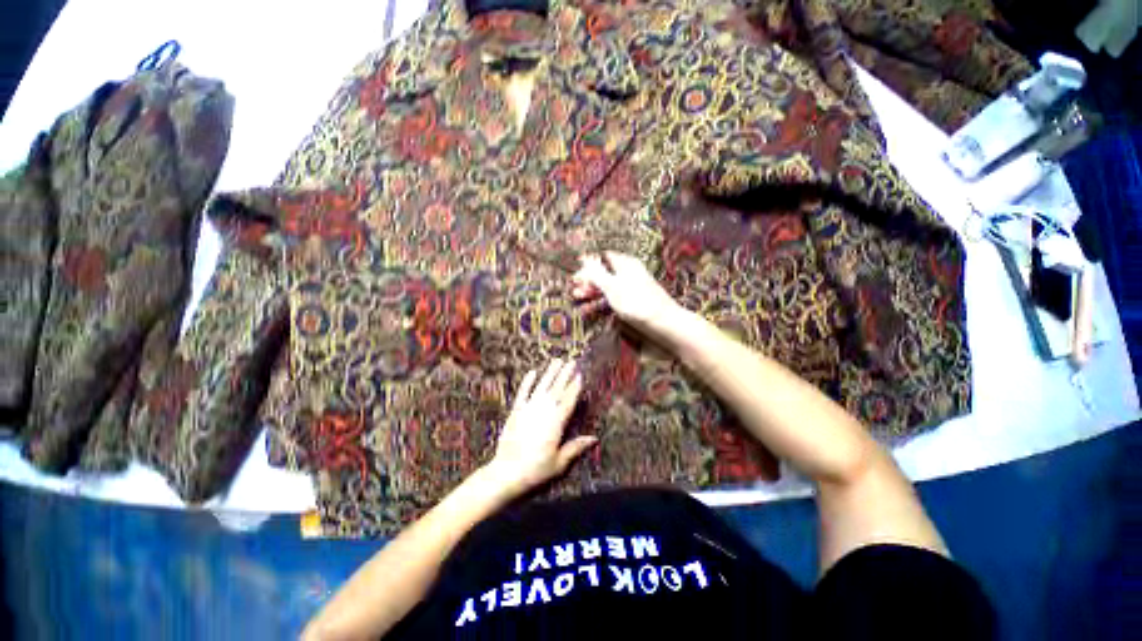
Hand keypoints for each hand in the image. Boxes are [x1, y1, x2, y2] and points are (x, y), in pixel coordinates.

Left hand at [487, 359, 596, 496]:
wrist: (507, 472)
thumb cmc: (536, 469)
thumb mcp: (560, 462)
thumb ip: (576, 447)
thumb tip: (594, 439)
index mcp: (557, 423)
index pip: (568, 400)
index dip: (575, 387)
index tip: (580, 375)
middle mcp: (544, 411)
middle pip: (557, 389)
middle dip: (565, 374)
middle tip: (572, 361)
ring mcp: (529, 409)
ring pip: (542, 387)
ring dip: (550, 373)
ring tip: (557, 360)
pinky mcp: (516, 411)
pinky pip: (523, 393)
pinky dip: (527, 382)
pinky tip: (532, 372)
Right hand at [571, 252, 679, 331]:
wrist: (664, 324)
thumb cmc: (636, 302)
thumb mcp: (612, 286)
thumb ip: (597, 273)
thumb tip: (584, 257)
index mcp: (625, 264)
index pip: (602, 258)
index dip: (588, 265)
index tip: (576, 277)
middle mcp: (629, 274)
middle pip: (604, 274)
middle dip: (588, 282)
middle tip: (575, 292)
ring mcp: (632, 289)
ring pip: (608, 288)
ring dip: (593, 294)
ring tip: (579, 302)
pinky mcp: (634, 303)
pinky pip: (615, 299)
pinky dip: (603, 303)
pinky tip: (594, 310)